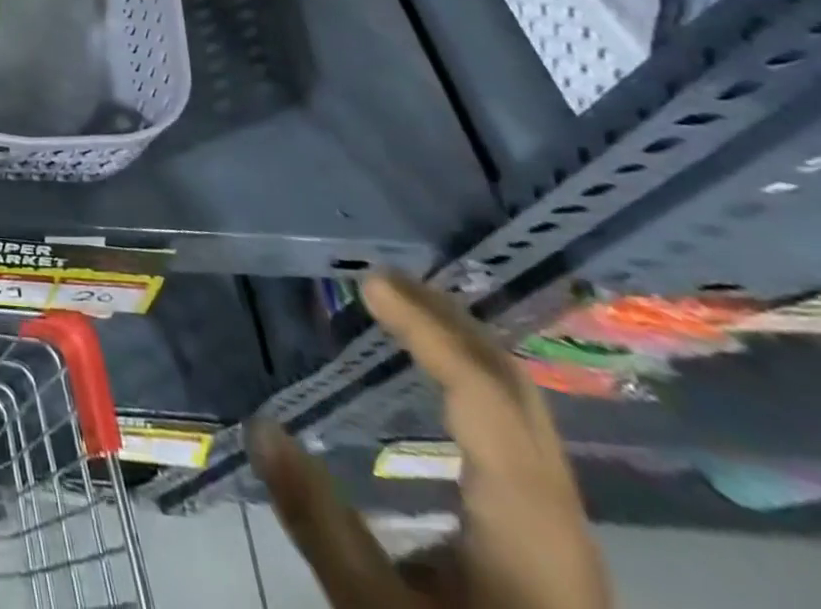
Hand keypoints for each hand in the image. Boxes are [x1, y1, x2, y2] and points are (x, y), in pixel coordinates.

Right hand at [250, 273, 609, 608]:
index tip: (370, 284)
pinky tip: (437, 382)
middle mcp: (557, 514)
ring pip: (523, 409)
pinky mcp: (548, 541)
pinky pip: (515, 431)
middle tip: (384, 280)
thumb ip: (320, 523)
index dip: (427, 331)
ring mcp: (560, 528)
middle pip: (515, 391)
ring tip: (403, 310)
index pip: (482, 395)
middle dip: (450, 322)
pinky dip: (472, 381)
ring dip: (462, 347)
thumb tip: (260, 428)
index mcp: (526, 524)